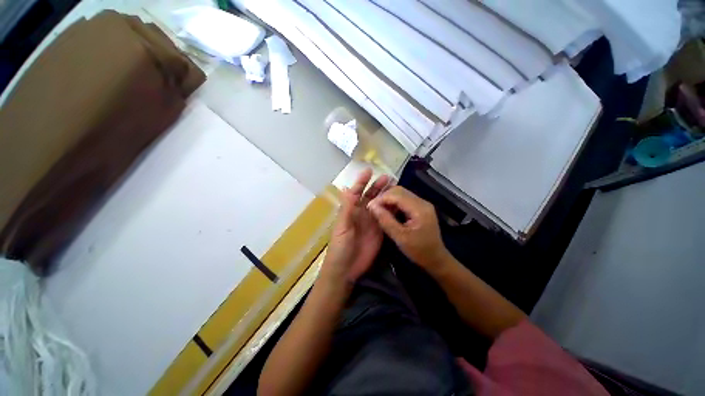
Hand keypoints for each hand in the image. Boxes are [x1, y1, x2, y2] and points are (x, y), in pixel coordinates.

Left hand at [320, 169, 389, 287]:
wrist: (347, 269)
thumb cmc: (340, 247)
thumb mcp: (342, 227)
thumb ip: (347, 209)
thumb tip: (347, 188)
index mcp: (350, 211)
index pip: (356, 192)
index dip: (362, 182)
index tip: (369, 171)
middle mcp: (361, 213)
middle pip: (370, 196)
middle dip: (377, 186)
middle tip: (388, 178)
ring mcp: (371, 222)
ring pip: (379, 205)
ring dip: (386, 196)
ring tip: (395, 187)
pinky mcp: (379, 231)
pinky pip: (385, 217)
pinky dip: (391, 210)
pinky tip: (398, 204)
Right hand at [368, 186, 448, 271]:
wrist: (436, 258)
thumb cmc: (418, 250)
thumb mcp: (400, 237)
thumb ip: (385, 220)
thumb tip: (372, 206)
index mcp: (419, 209)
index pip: (397, 195)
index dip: (381, 198)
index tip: (369, 206)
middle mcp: (422, 202)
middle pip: (400, 191)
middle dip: (384, 197)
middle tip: (373, 207)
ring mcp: (422, 204)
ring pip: (402, 193)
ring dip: (389, 199)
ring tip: (379, 209)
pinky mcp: (421, 207)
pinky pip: (405, 199)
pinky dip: (394, 202)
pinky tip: (388, 210)